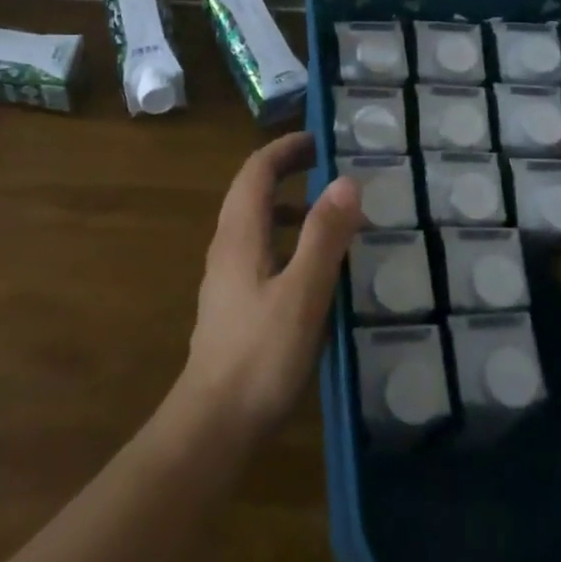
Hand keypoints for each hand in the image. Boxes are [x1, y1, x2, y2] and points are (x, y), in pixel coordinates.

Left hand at [178, 132, 362, 440]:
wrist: (214, 423)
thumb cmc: (260, 356)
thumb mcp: (302, 294)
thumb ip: (324, 237)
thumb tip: (346, 181)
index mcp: (239, 235)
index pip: (256, 171)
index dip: (285, 148)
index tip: (321, 138)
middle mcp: (228, 248)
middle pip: (253, 193)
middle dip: (289, 171)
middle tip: (332, 166)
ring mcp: (228, 278)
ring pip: (258, 225)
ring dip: (291, 207)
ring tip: (333, 213)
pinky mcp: (235, 304)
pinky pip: (263, 253)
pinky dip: (289, 242)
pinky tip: (317, 270)